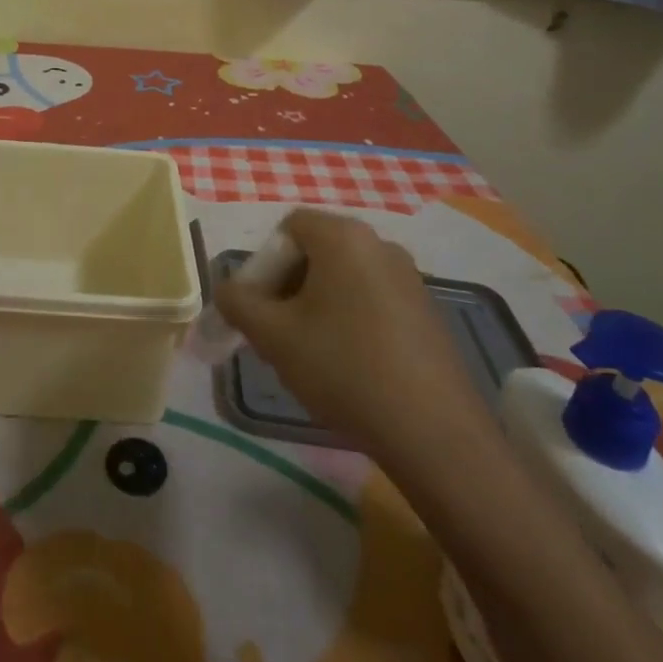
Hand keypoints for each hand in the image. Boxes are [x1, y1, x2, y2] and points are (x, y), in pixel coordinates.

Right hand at [214, 210, 489, 457]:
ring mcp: (409, 277)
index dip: (264, 263)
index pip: (288, 228)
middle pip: (316, 250)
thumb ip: (238, 302)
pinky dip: (350, 319)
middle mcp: (379, 244)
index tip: (259, 308)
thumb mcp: (274, 336)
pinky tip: (350, 365)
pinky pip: (372, 299)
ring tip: (311, 353)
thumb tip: (228, 290)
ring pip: (343, 278)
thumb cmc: (344, 368)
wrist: (434, 433)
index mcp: (343, 236)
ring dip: (317, 304)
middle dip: (288, 285)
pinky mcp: (427, 311)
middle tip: (277, 332)